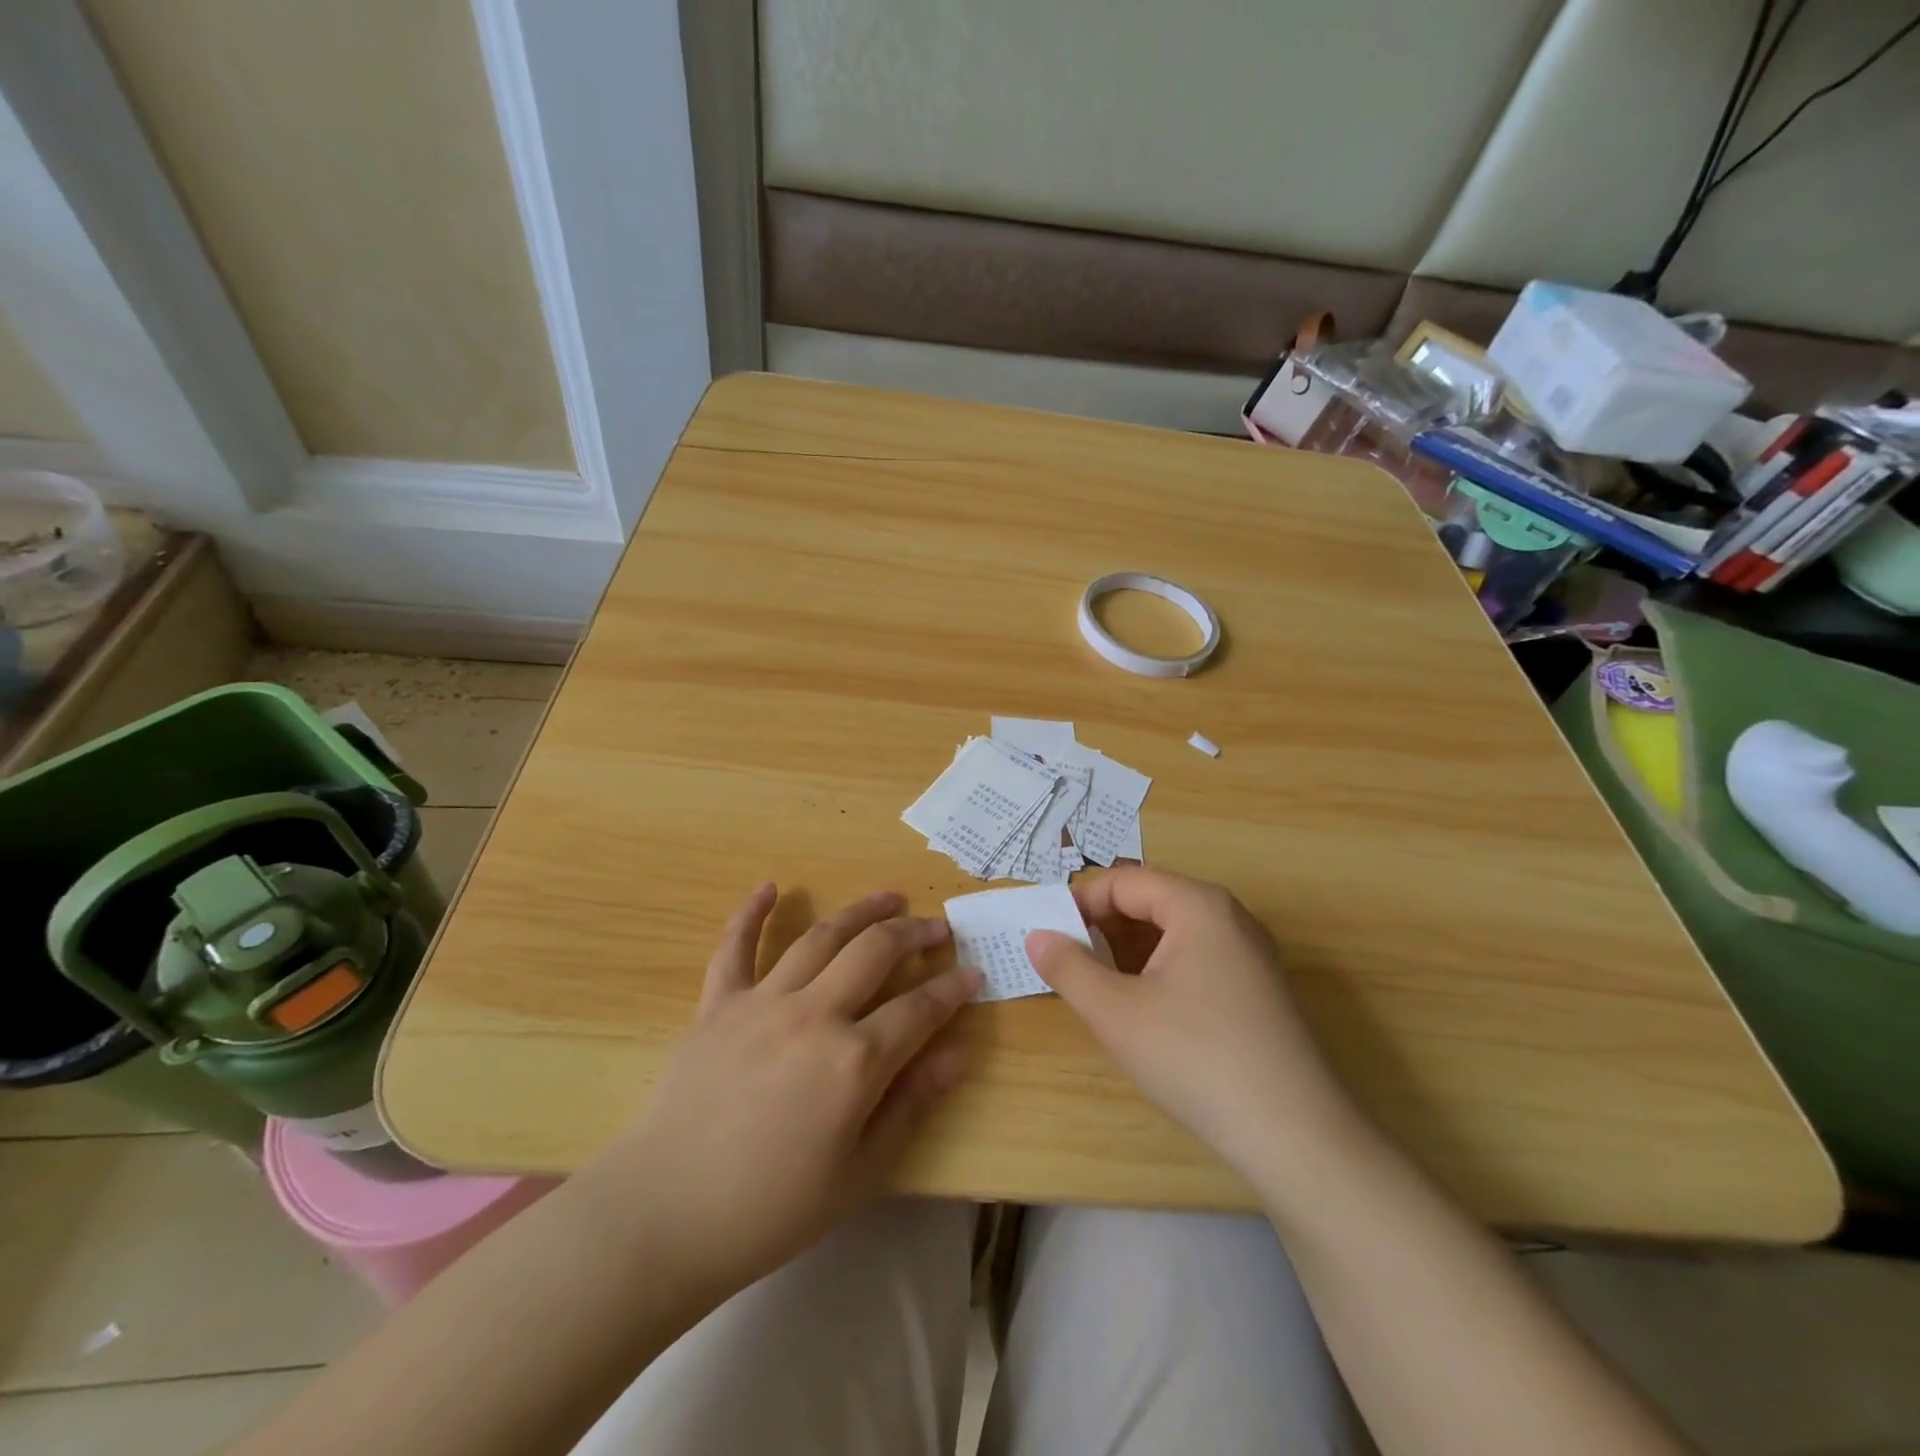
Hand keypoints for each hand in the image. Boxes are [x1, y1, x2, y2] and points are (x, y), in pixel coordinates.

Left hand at [586, 885, 979, 1302]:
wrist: (664, 1215)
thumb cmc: (770, 1208)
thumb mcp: (859, 1173)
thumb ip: (911, 1105)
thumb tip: (956, 1055)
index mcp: (854, 1061)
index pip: (920, 1009)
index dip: (952, 988)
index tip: (973, 972)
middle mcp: (814, 1014)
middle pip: (875, 952)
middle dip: (913, 932)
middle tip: (936, 926)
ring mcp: (762, 1002)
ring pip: (821, 937)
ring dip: (860, 911)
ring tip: (888, 897)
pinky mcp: (717, 1004)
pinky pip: (735, 947)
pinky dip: (751, 912)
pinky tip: (770, 886)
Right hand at [1027, 867, 1353, 1177]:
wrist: (1296, 1136)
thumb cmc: (1196, 1059)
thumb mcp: (1116, 1013)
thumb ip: (1068, 968)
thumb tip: (1037, 936)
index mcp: (1198, 906)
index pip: (1123, 881)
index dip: (1079, 903)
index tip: (1047, 936)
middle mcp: (1228, 917)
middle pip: (1150, 901)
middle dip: (1102, 927)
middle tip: (1067, 963)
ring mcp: (1249, 953)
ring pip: (1172, 932)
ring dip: (1128, 950)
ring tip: (1098, 988)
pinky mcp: (1257, 988)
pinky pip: (1195, 958)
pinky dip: (1158, 970)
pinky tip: (1144, 1010)